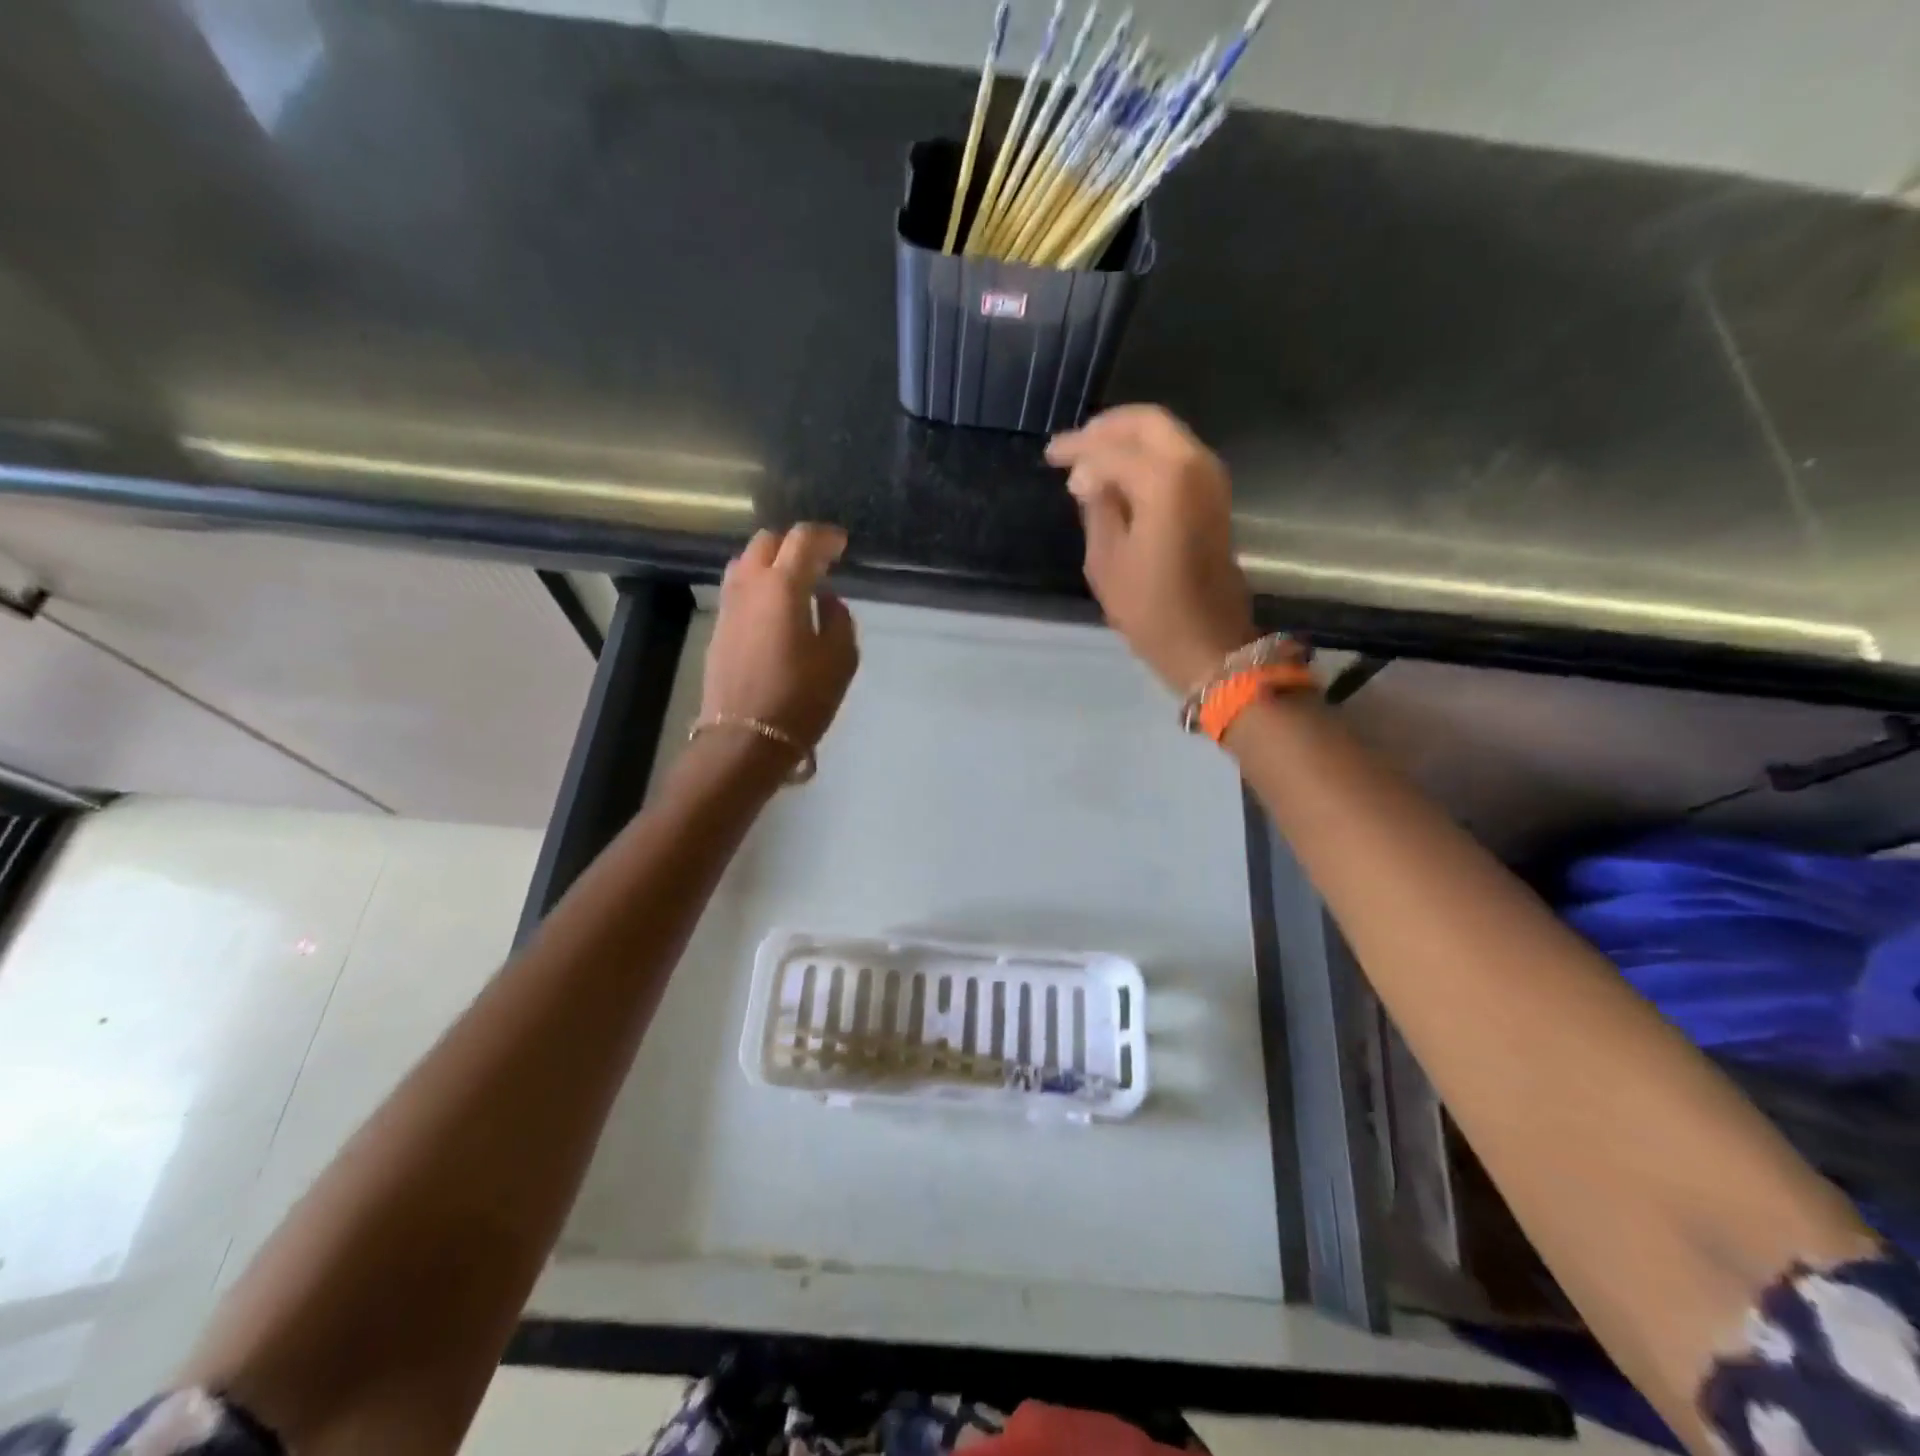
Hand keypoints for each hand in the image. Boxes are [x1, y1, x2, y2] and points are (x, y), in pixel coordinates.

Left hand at [702, 525, 859, 758]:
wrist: (746, 740)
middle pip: (766, 543)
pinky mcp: (719, 631)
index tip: (841, 544)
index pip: (802, 540)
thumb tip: (826, 600)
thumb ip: (838, 619)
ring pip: (745, 564)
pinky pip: (739, 591)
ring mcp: (728, 608)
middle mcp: (749, 587)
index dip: (825, 536)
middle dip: (793, 543)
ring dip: (771, 563)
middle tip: (818, 560)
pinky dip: (759, 586)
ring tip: (794, 582)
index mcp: (782, 586)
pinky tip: (775, 609)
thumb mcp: (840, 659)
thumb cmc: (801, 698)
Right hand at [1047, 406, 1255, 693]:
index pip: (1110, 448)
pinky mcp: (1214, 496)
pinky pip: (1176, 456)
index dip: (1076, 449)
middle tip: (1073, 446)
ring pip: (1165, 435)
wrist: (1208, 641)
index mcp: (1164, 479)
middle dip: (1106, 429)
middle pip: (1146, 423)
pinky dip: (1146, 457)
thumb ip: (1096, 506)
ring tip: (1090, 459)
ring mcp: (1210, 478)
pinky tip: (1119, 477)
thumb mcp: (1106, 560)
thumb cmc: (1150, 609)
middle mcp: (1194, 465)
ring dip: (1127, 440)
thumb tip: (1086, 477)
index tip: (1050, 456)